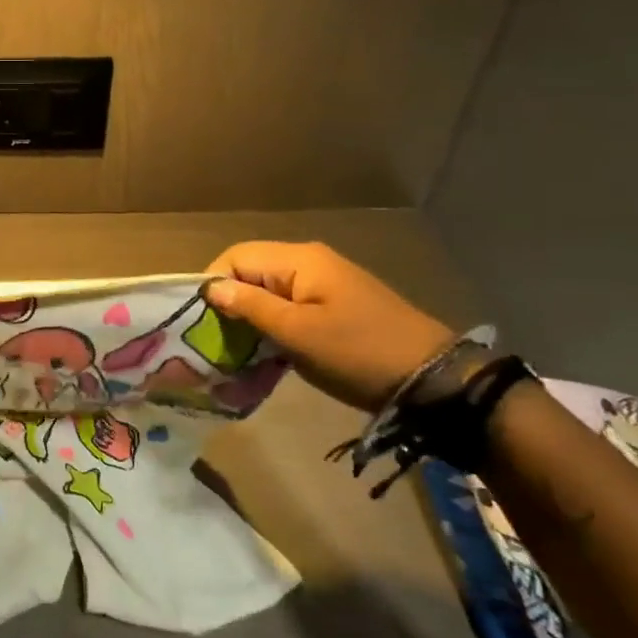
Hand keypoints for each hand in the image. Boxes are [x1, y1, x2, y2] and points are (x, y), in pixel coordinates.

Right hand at [205, 242, 453, 411]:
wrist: (434, 381)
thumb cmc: (357, 353)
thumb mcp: (297, 333)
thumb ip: (250, 306)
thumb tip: (210, 287)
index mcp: (299, 260)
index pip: (236, 257)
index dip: (213, 283)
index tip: (203, 321)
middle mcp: (309, 262)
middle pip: (251, 271)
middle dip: (230, 301)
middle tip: (218, 339)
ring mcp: (325, 283)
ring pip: (269, 290)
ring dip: (251, 316)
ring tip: (239, 349)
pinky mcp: (335, 305)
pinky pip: (289, 305)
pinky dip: (274, 324)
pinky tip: (269, 350)